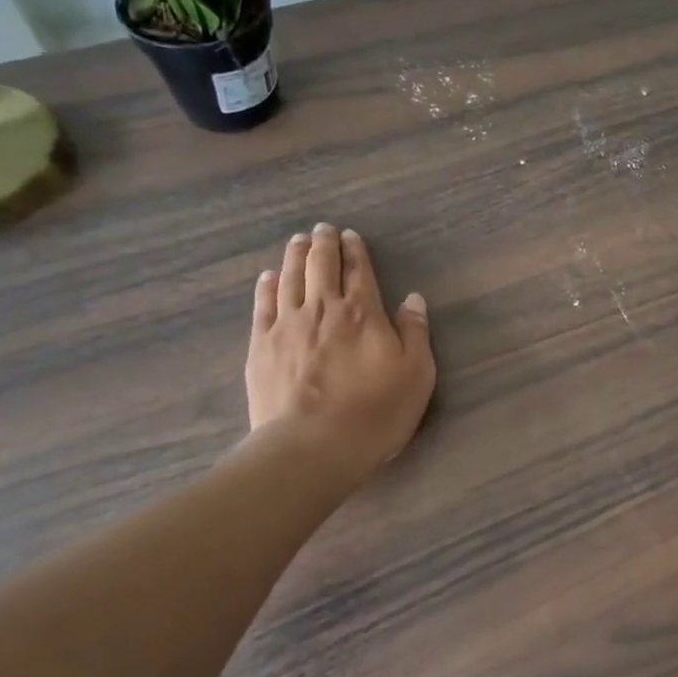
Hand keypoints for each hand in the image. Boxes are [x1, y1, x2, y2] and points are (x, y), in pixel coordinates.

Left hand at [245, 224, 435, 479]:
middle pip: (321, 265)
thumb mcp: (416, 375)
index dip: (356, 251)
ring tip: (297, 241)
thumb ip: (415, 333)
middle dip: (323, 244)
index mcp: (363, 313)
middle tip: (323, 229)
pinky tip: (268, 276)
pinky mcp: (260, 346)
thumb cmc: (375, 412)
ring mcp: (287, 325)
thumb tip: (412, 298)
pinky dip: (266, 286)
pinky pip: (263, 305)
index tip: (351, 236)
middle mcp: (323, 308)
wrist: (313, 446)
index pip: (359, 271)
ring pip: (290, 278)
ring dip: (295, 256)